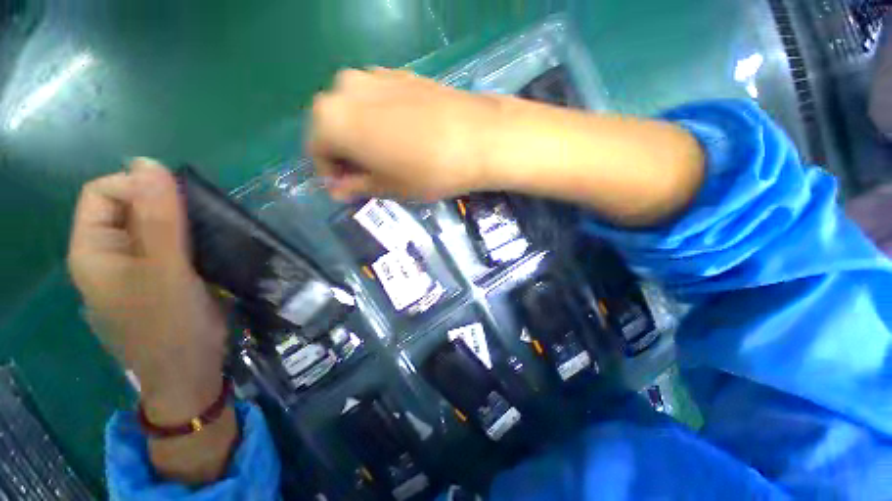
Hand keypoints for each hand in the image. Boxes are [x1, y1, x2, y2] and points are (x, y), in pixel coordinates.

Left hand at [68, 158, 227, 423]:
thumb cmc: (171, 326)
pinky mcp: (158, 278)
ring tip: (209, 237)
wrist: (190, 372)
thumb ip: (158, 219)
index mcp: (92, 251)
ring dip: (181, 224)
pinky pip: (168, 245)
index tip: (180, 204)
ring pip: (152, 226)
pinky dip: (189, 239)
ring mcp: (133, 268)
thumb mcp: (165, 271)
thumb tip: (149, 162)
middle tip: (200, 226)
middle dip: (164, 208)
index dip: (138, 187)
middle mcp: (107, 255)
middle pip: (128, 208)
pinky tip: (209, 249)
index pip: (102, 192)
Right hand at [308, 68, 502, 201]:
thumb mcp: (387, 187)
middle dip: (345, 153)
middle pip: (333, 126)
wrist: (476, 138)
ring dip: (362, 135)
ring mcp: (373, 75)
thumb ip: (356, 185)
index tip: (348, 187)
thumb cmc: (426, 171)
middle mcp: (344, 88)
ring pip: (354, 111)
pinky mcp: (399, 73)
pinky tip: (402, 136)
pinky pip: (376, 101)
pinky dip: (379, 120)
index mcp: (332, 118)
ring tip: (386, 156)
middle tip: (368, 174)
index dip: (330, 172)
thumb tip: (338, 188)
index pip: (316, 149)